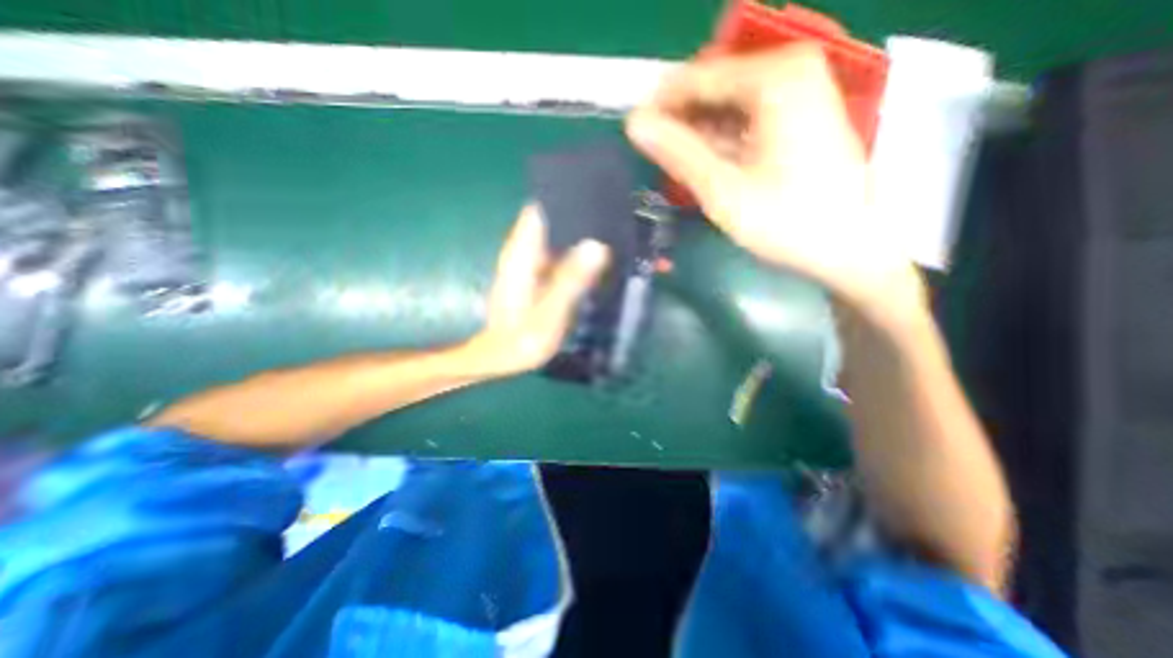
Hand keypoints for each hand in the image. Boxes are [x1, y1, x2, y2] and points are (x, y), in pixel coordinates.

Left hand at [468, 206, 613, 376]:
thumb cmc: (520, 340)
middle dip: (581, 217)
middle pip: (552, 220)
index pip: (540, 209)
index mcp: (522, 254)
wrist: (499, 358)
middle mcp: (524, 252)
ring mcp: (529, 263)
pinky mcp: (536, 275)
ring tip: (614, 235)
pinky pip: (558, 255)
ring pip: (557, 237)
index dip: (566, 198)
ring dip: (581, 236)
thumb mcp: (549, 313)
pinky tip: (598, 261)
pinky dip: (576, 254)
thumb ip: (571, 280)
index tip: (596, 196)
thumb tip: (596, 245)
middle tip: (616, 219)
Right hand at [627, 43, 919, 310]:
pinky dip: (720, 142)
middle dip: (680, 123)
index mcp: (775, 77)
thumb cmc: (787, 221)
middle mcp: (790, 70)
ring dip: (698, 136)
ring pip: (727, 106)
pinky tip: (704, 166)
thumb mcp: (723, 190)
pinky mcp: (799, 117)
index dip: (660, 108)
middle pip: (714, 89)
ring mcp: (799, 92)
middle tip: (653, 159)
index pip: (697, 78)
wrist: (850, 247)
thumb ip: (678, 153)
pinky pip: (745, 120)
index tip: (633, 135)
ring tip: (672, 167)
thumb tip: (634, 124)